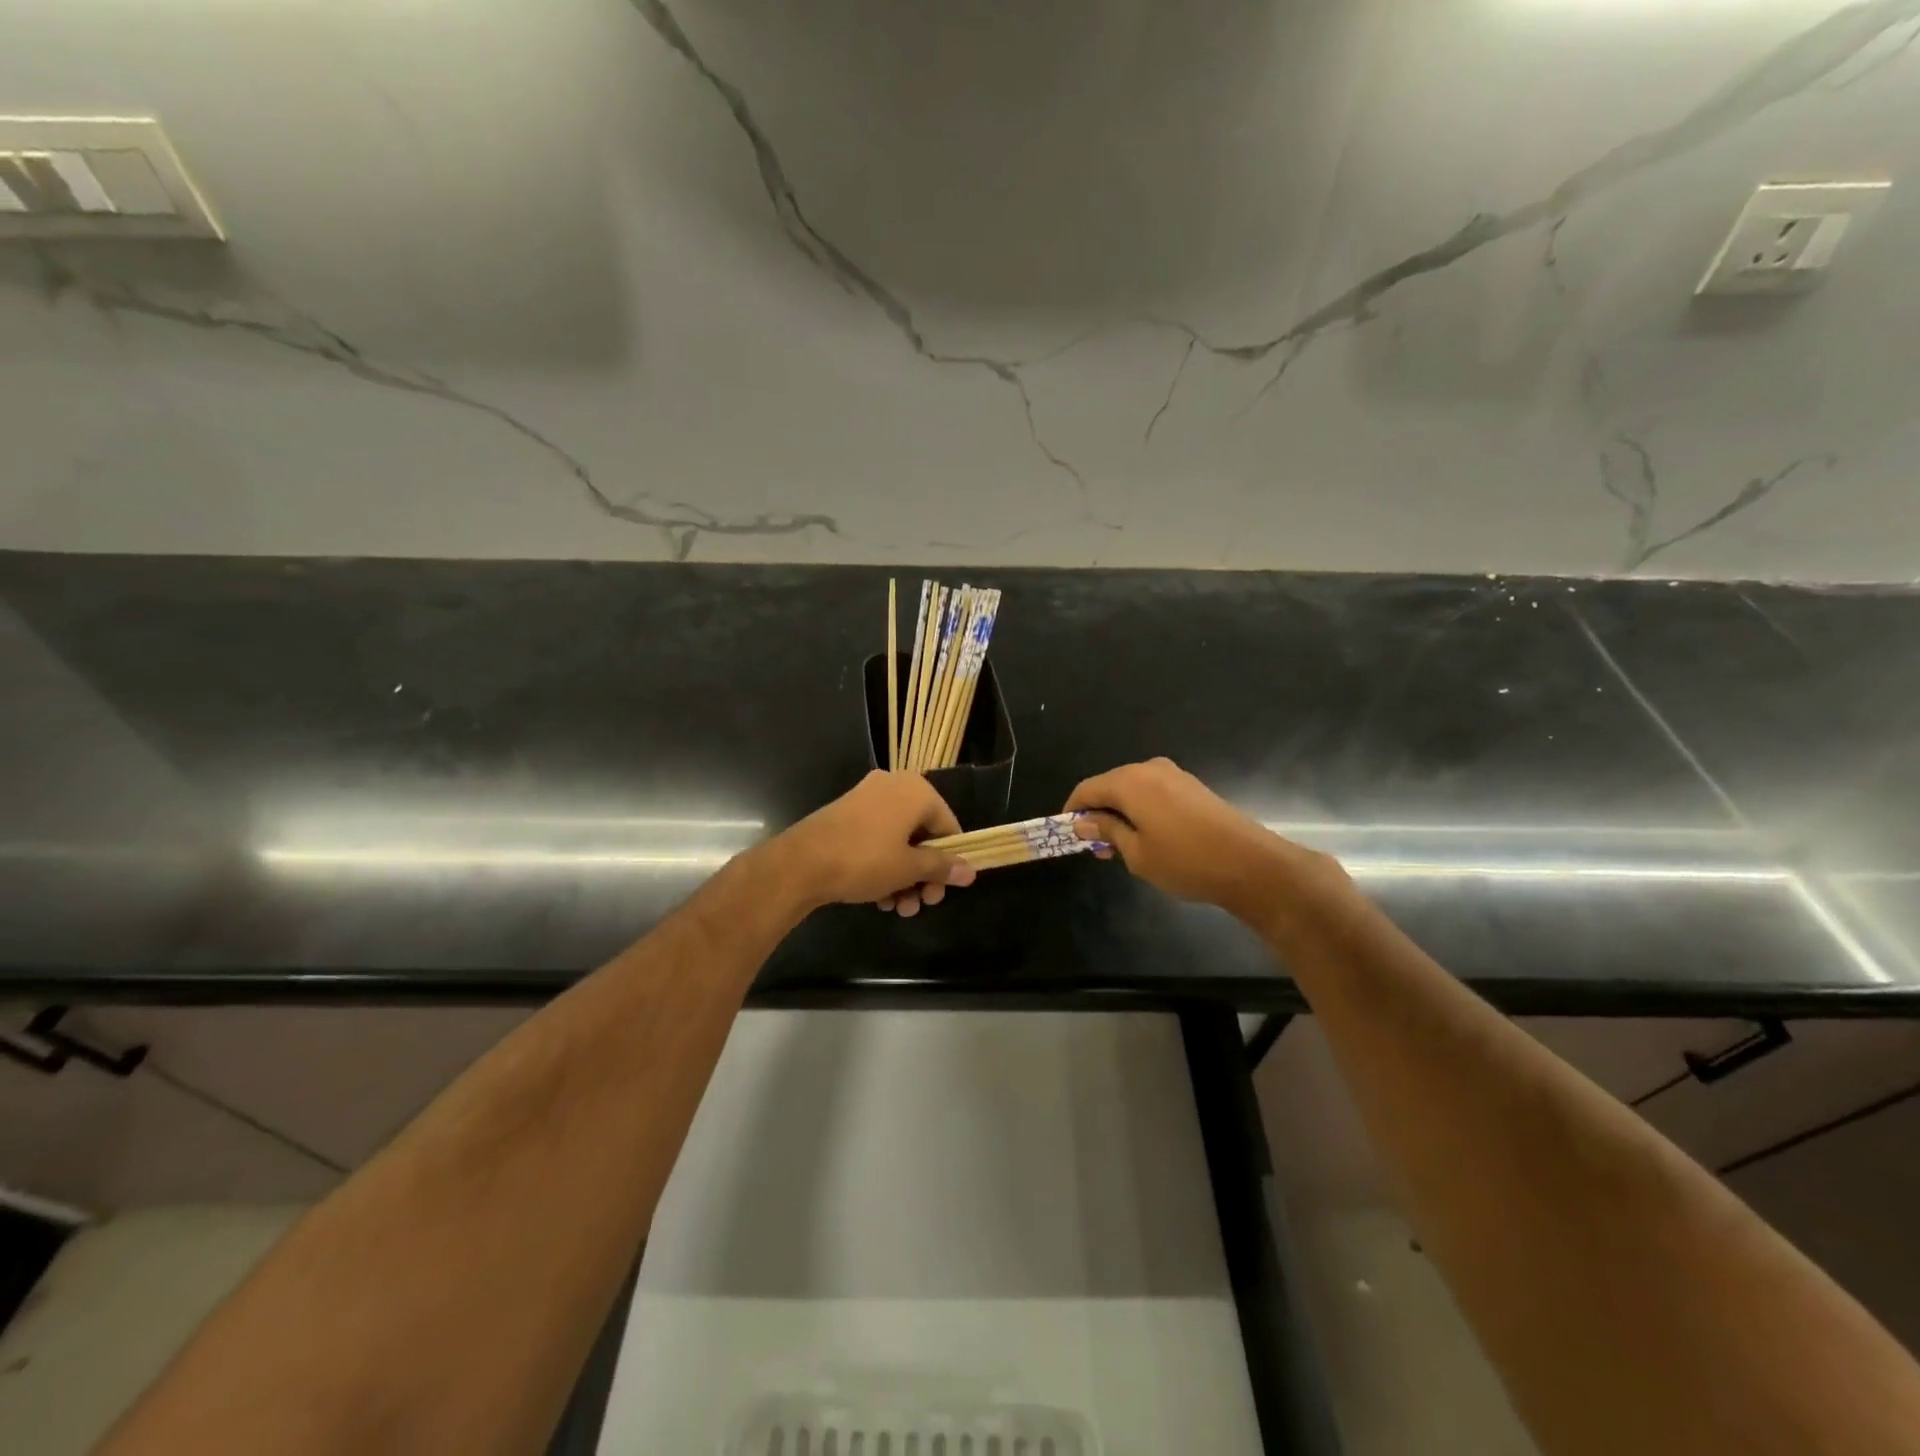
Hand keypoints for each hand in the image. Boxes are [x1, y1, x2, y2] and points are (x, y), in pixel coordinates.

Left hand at [780, 771, 976, 916]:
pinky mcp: (847, 814)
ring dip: (904, 876)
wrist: (800, 863)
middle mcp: (894, 786)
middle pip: (923, 835)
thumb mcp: (909, 868)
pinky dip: (884, 864)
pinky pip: (878, 838)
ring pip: (899, 841)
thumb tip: (971, 871)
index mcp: (916, 791)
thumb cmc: (865, 860)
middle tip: (921, 904)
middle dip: (924, 874)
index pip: (948, 826)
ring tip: (898, 908)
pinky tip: (880, 897)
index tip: (944, 890)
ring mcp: (868, 798)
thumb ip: (942, 867)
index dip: (950, 860)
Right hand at [1066, 757, 1329, 915]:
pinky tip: (1148, 836)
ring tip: (1122, 846)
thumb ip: (1107, 831)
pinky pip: (1153, 791)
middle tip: (1096, 847)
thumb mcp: (1136, 853)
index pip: (1087, 789)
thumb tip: (1084, 822)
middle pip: (1110, 785)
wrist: (1250, 864)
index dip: (1073, 810)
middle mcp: (1149, 768)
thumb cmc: (1185, 861)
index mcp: (1130, 781)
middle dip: (1098, 813)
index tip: (1068, 835)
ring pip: (1132, 789)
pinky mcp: (1192, 786)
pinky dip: (1141, 809)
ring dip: (1121, 812)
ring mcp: (1174, 775)